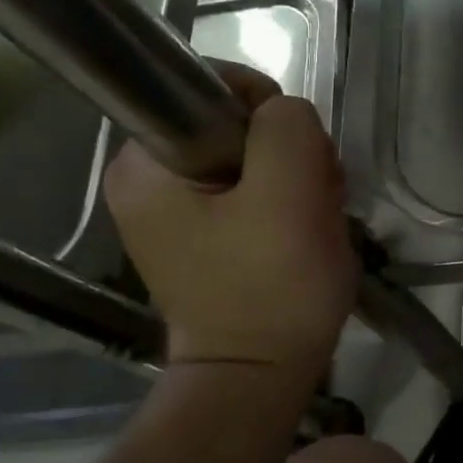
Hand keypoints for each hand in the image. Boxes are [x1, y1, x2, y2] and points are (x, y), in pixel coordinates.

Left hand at [103, 63, 356, 382]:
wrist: (262, 375)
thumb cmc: (271, 286)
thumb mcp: (290, 190)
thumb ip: (286, 125)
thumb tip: (283, 115)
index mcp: (145, 164)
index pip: (211, 87)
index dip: (267, 107)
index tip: (299, 153)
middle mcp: (148, 181)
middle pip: (236, 124)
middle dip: (289, 152)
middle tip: (315, 194)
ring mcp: (177, 211)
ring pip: (254, 157)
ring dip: (297, 178)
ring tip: (317, 217)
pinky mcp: (206, 235)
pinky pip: (254, 190)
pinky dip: (289, 202)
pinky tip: (307, 230)